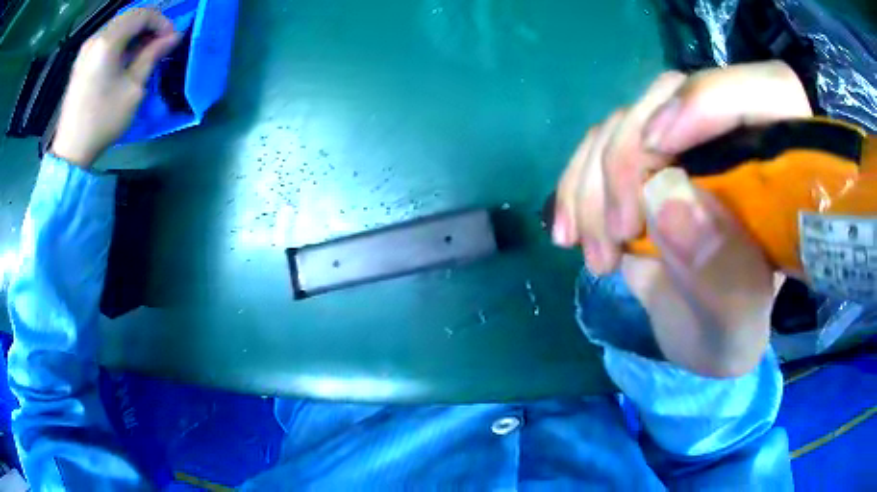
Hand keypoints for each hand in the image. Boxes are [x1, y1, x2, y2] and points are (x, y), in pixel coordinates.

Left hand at [51, 9, 179, 167]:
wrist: (71, 149)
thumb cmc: (103, 120)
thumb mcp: (133, 88)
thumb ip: (152, 56)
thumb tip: (173, 37)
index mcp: (108, 41)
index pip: (143, 14)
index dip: (161, 22)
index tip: (170, 39)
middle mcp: (96, 37)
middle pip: (130, 16)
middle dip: (149, 25)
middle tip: (160, 43)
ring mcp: (86, 48)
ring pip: (118, 24)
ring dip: (135, 31)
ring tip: (144, 50)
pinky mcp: (81, 59)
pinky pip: (107, 36)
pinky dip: (121, 39)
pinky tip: (125, 55)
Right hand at [554, 62, 811, 376]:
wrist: (696, 333)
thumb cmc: (728, 333)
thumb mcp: (734, 328)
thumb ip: (722, 276)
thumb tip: (666, 202)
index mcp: (784, 175)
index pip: (772, 91)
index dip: (716, 98)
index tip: (661, 148)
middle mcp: (737, 140)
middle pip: (677, 93)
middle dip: (633, 158)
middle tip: (620, 232)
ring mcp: (687, 142)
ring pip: (628, 117)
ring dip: (597, 183)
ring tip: (599, 256)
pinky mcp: (647, 157)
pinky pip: (599, 141)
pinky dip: (576, 183)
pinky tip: (570, 232)